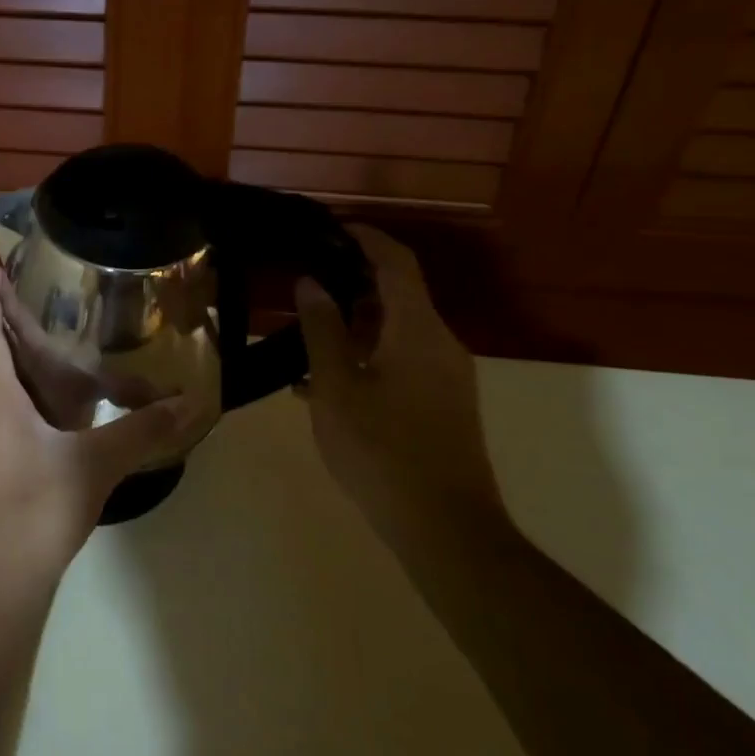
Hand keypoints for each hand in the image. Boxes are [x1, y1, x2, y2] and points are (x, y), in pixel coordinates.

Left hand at [0, 269, 203, 607]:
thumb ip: (141, 430)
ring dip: (10, 355)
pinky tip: (55, 400)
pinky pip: (0, 406)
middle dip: (1, 319)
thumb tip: (189, 402)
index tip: (0, 269)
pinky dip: (21, 388)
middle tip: (38, 297)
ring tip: (49, 339)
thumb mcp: (94, 465)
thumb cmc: (34, 510)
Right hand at [295, 228, 502, 548]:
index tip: (329, 227)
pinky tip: (329, 381)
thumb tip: (311, 282)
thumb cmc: (382, 451)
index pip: (396, 262)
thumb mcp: (337, 387)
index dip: (365, 237)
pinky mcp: (445, 404)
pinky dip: (369, 353)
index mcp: (417, 330)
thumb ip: (322, 331)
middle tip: (306, 281)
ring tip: (308, 332)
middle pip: (399, 293)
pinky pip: (404, 359)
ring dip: (357, 322)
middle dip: (353, 280)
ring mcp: (448, 376)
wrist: (446, 529)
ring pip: (399, 329)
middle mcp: (440, 343)